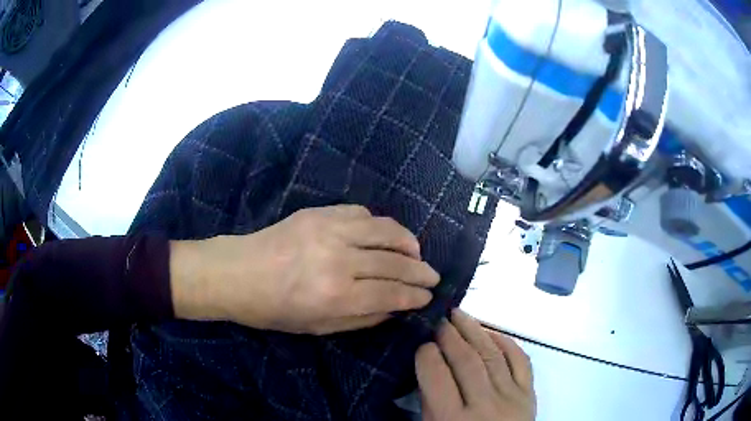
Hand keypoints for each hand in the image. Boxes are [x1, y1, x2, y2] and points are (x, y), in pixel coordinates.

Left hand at [170, 205, 439, 334]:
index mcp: (336, 295)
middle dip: (420, 271)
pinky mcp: (319, 212)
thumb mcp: (318, 328)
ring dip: (407, 241)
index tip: (428, 296)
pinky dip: (378, 224)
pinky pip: (361, 212)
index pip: (391, 293)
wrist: (238, 273)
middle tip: (433, 276)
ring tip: (416, 252)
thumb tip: (394, 308)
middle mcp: (338, 260)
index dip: (414, 296)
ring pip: (385, 230)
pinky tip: (382, 235)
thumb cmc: (274, 310)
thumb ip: (361, 318)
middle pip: (394, 262)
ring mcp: (329, 230)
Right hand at [416, 309, 535, 420]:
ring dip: (475, 330)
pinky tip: (491, 332)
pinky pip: (521, 360)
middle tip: (440, 319)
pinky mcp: (529, 394)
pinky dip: (506, 342)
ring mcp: (511, 397)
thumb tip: (428, 368)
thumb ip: (429, 403)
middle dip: (450, 335)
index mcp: (453, 420)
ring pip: (493, 355)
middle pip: (467, 361)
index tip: (422, 343)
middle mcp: (484, 406)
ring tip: (460, 314)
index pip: (437, 377)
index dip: (426, 354)